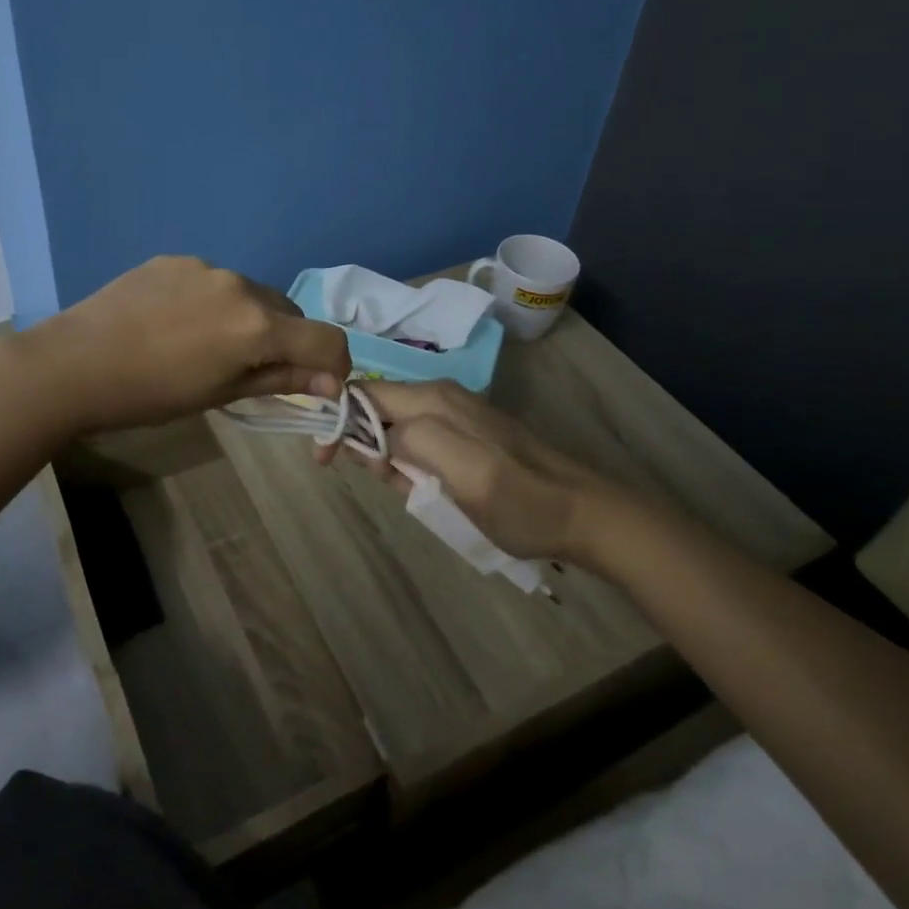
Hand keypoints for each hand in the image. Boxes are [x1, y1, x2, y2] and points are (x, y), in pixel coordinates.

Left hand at [24, 256, 352, 434]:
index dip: (335, 363)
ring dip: (247, 317)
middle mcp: (240, 285)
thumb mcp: (220, 394)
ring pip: (249, 293)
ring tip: (206, 343)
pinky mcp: (175, 259)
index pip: (325, 339)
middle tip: (252, 368)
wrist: (74, 363)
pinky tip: (175, 321)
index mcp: (256, 325)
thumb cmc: (150, 394)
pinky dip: (212, 301)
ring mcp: (205, 266)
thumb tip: (330, 381)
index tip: (321, 383)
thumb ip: (280, 379)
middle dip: (285, 340)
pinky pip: (212, 280)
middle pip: (287, 313)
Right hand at [324, 380, 648, 565]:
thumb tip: (375, 436)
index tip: (325, 459)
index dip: (338, 421)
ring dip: (383, 456)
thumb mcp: (464, 473)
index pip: (363, 394)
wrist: (583, 514)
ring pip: (394, 426)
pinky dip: (405, 463)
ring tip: (403, 490)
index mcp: (432, 400)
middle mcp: (439, 397)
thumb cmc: (521, 500)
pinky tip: (419, 487)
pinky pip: (418, 441)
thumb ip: (414, 443)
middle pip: (376, 407)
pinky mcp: (466, 435)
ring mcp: (454, 415)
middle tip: (368, 480)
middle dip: (358, 440)